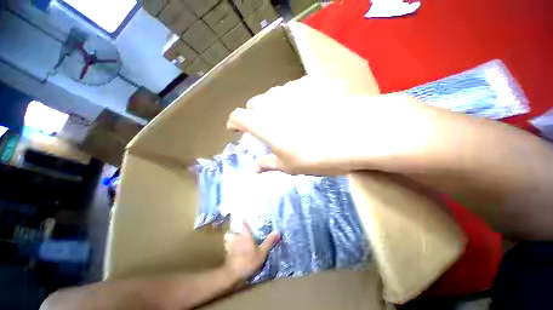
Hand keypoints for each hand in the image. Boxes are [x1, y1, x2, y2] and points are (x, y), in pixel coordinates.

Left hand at [223, 222, 279, 281]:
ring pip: (226, 240)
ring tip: (233, 243)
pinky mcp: (226, 255)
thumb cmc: (249, 260)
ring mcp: (229, 246)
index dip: (243, 220)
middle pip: (230, 232)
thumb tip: (277, 231)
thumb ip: (269, 242)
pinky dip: (228, 249)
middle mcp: (236, 238)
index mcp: (245, 235)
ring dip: (229, 241)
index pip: (243, 224)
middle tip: (236, 233)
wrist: (233, 274)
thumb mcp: (262, 252)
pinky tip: (232, 252)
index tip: (243, 216)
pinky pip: (226, 249)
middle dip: (232, 232)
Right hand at [227, 76, 437, 174]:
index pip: (237, 117)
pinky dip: (295, 98)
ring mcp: (293, 88)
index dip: (233, 122)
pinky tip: (309, 106)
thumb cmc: (317, 155)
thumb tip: (255, 167)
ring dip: (274, 104)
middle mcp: (273, 101)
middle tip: (264, 124)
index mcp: (263, 123)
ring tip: (287, 115)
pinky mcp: (313, 82)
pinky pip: (296, 88)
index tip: (234, 128)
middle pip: (254, 103)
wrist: (355, 134)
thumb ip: (270, 163)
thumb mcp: (290, 165)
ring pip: (274, 94)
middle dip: (255, 113)